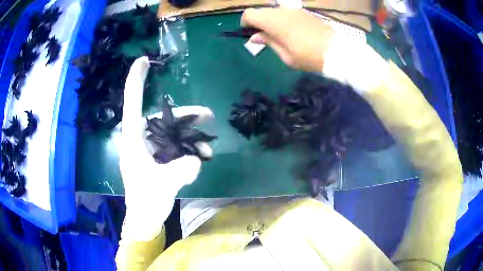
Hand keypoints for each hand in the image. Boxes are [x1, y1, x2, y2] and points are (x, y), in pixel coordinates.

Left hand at [119, 57, 213, 240]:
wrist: (145, 218)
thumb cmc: (146, 201)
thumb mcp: (162, 186)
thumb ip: (181, 170)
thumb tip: (196, 158)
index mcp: (133, 140)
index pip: (132, 103)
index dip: (136, 81)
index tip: (143, 60)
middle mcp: (140, 138)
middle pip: (163, 117)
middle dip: (186, 116)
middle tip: (208, 115)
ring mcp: (150, 148)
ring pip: (172, 131)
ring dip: (191, 135)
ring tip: (207, 147)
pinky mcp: (158, 157)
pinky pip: (175, 144)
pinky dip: (188, 148)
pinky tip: (201, 157)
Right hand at [241, 8, 333, 71]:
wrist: (335, 50)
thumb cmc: (308, 56)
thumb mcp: (285, 55)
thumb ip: (268, 42)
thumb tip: (255, 36)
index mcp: (272, 21)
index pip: (249, 14)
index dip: (246, 23)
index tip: (251, 33)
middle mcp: (281, 10)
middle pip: (261, 11)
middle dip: (259, 22)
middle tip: (266, 36)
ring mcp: (293, 9)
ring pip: (274, 11)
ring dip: (271, 20)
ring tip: (280, 34)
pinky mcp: (303, 11)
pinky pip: (286, 12)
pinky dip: (283, 18)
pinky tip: (292, 31)